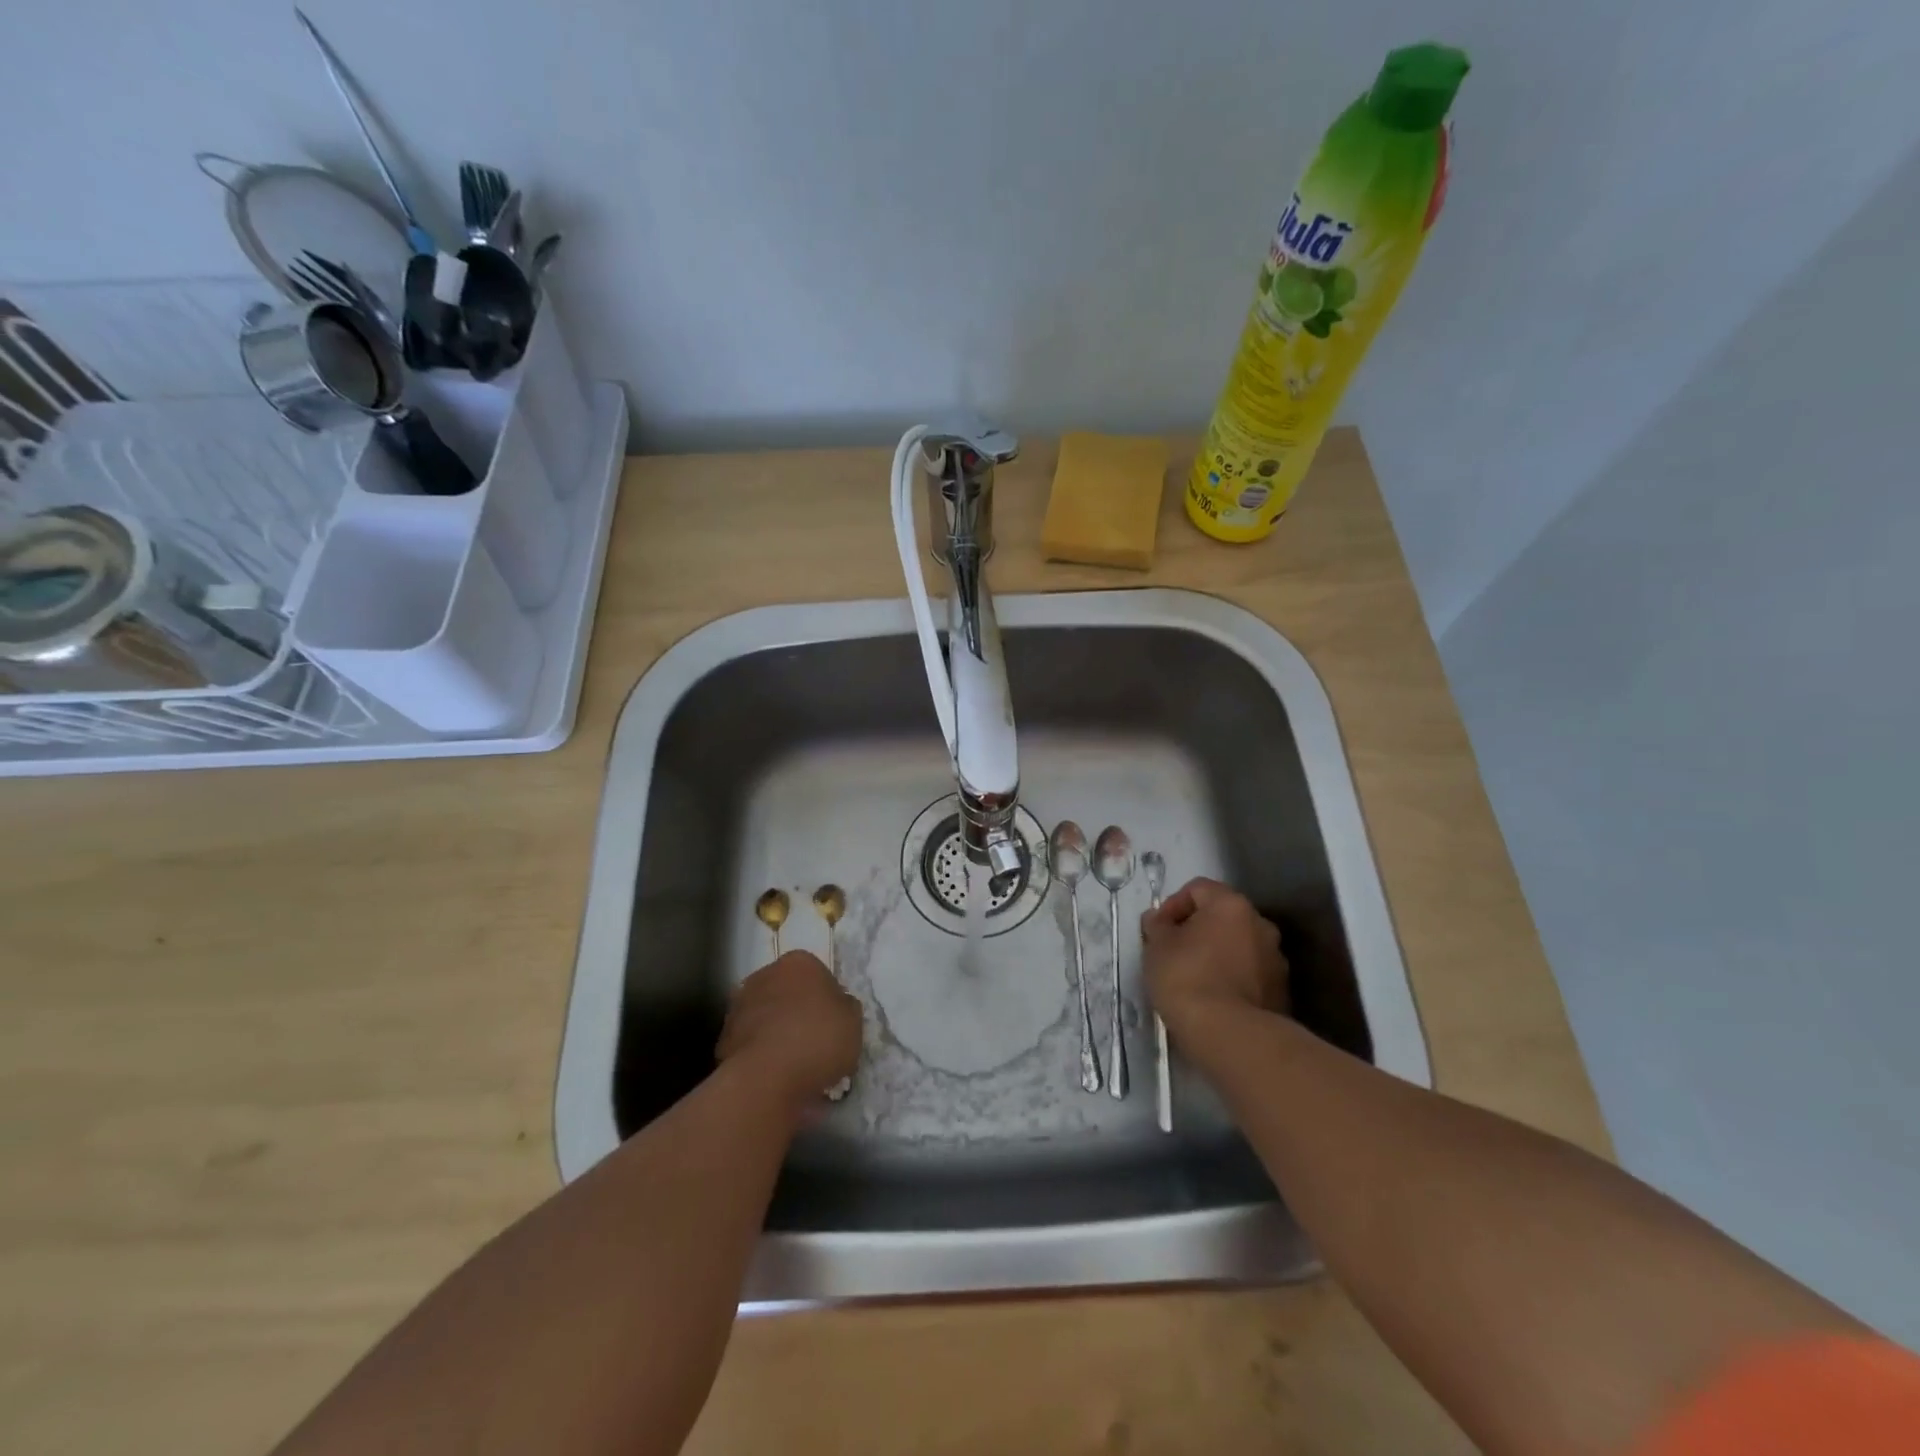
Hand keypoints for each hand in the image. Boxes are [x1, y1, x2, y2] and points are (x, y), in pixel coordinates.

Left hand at [716, 951, 862, 1109]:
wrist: (767, 1077)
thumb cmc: (818, 1038)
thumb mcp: (853, 1020)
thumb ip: (845, 1006)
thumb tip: (836, 1005)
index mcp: (799, 962)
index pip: (818, 974)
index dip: (828, 999)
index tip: (834, 1023)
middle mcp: (765, 974)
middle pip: (788, 992)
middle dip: (798, 1011)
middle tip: (815, 1042)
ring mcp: (740, 1005)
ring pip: (766, 1016)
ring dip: (776, 1032)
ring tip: (794, 1064)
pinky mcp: (723, 1038)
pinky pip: (751, 1043)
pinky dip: (761, 1054)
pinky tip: (774, 1075)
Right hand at [1142, 877, 1288, 1045]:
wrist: (1231, 1035)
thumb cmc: (1187, 978)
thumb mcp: (1157, 947)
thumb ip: (1157, 926)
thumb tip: (1159, 919)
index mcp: (1231, 905)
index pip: (1197, 888)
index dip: (1172, 905)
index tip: (1158, 930)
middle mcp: (1260, 924)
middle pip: (1221, 916)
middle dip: (1197, 929)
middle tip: (1173, 952)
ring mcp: (1275, 959)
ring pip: (1238, 945)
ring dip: (1216, 954)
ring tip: (1193, 979)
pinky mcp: (1281, 991)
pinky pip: (1249, 973)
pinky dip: (1231, 978)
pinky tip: (1213, 998)